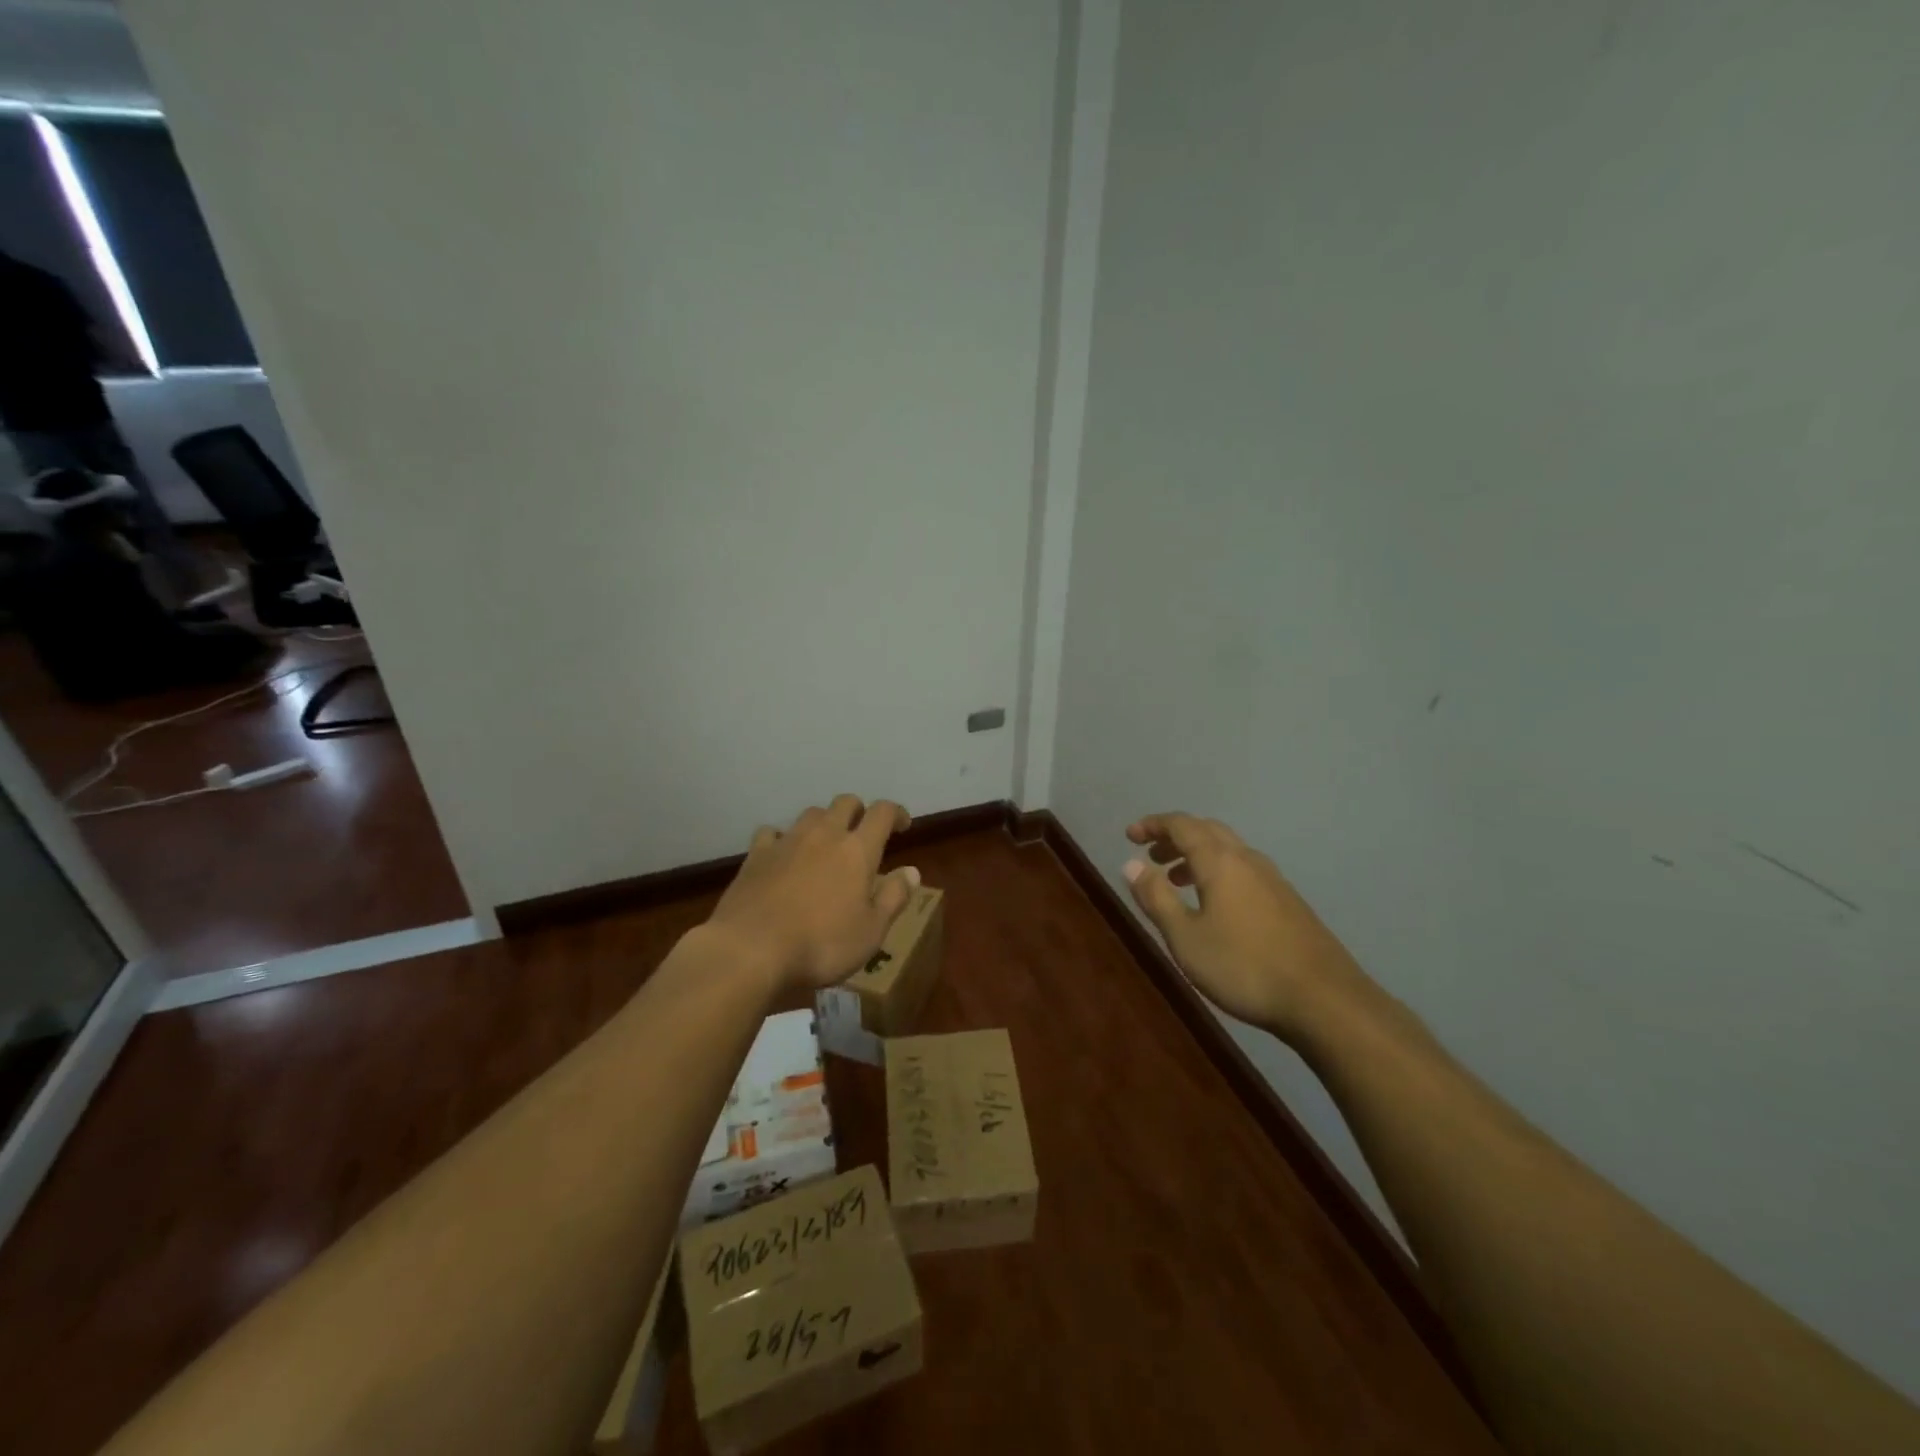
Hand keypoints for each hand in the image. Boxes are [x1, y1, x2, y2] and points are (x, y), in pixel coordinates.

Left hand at [709, 795, 917, 998]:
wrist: (750, 949)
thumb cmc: (822, 944)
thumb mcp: (871, 931)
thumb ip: (894, 897)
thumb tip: (912, 871)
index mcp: (858, 850)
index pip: (882, 813)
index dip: (896, 812)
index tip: (903, 825)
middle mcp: (824, 835)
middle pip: (845, 803)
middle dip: (859, 811)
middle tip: (864, 833)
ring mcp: (786, 841)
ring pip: (811, 813)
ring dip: (824, 822)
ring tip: (826, 843)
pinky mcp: (755, 855)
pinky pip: (772, 833)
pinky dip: (782, 838)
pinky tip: (782, 855)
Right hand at [1124, 812, 1367, 1038]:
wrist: (1324, 1000)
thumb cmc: (1243, 967)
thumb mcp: (1185, 937)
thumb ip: (1156, 898)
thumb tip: (1130, 864)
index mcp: (1220, 861)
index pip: (1182, 825)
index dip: (1153, 825)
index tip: (1130, 836)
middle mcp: (1247, 860)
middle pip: (1207, 830)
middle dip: (1175, 837)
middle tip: (1151, 854)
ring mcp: (1273, 880)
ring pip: (1228, 850)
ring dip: (1197, 855)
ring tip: (1176, 880)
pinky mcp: (1288, 902)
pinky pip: (1244, 869)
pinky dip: (1219, 872)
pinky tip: (1214, 905)